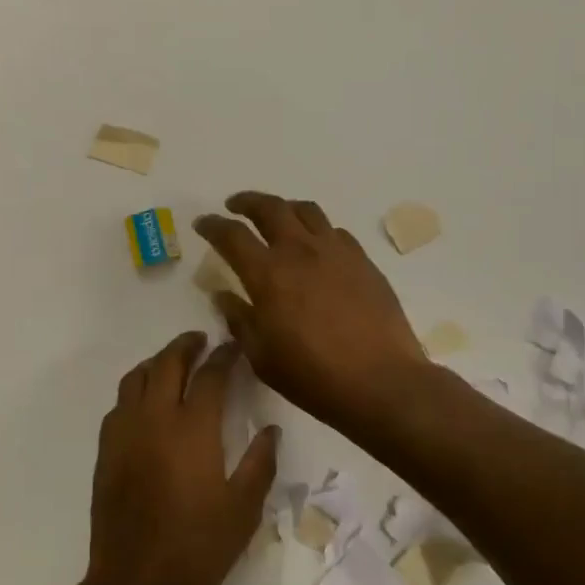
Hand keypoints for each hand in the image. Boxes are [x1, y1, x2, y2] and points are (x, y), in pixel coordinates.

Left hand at [85, 332, 279, 584]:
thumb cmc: (197, 548)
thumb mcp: (243, 510)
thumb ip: (260, 463)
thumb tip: (271, 429)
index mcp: (192, 429)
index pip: (210, 375)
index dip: (225, 356)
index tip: (235, 347)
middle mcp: (155, 419)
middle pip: (167, 363)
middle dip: (186, 345)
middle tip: (202, 340)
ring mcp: (124, 433)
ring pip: (136, 378)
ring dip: (157, 362)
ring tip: (173, 363)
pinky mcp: (106, 451)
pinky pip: (118, 404)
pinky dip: (135, 390)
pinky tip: (146, 403)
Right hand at [194, 192, 430, 435]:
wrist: (381, 381)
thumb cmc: (313, 375)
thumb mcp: (262, 356)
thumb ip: (239, 319)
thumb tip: (223, 295)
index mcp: (268, 274)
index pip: (232, 235)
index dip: (213, 225)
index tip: (203, 223)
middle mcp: (300, 251)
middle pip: (270, 208)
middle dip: (247, 202)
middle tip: (235, 205)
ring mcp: (336, 251)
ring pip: (306, 210)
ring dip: (284, 207)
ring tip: (277, 216)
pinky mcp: (363, 261)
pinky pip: (335, 231)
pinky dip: (317, 229)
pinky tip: (316, 245)